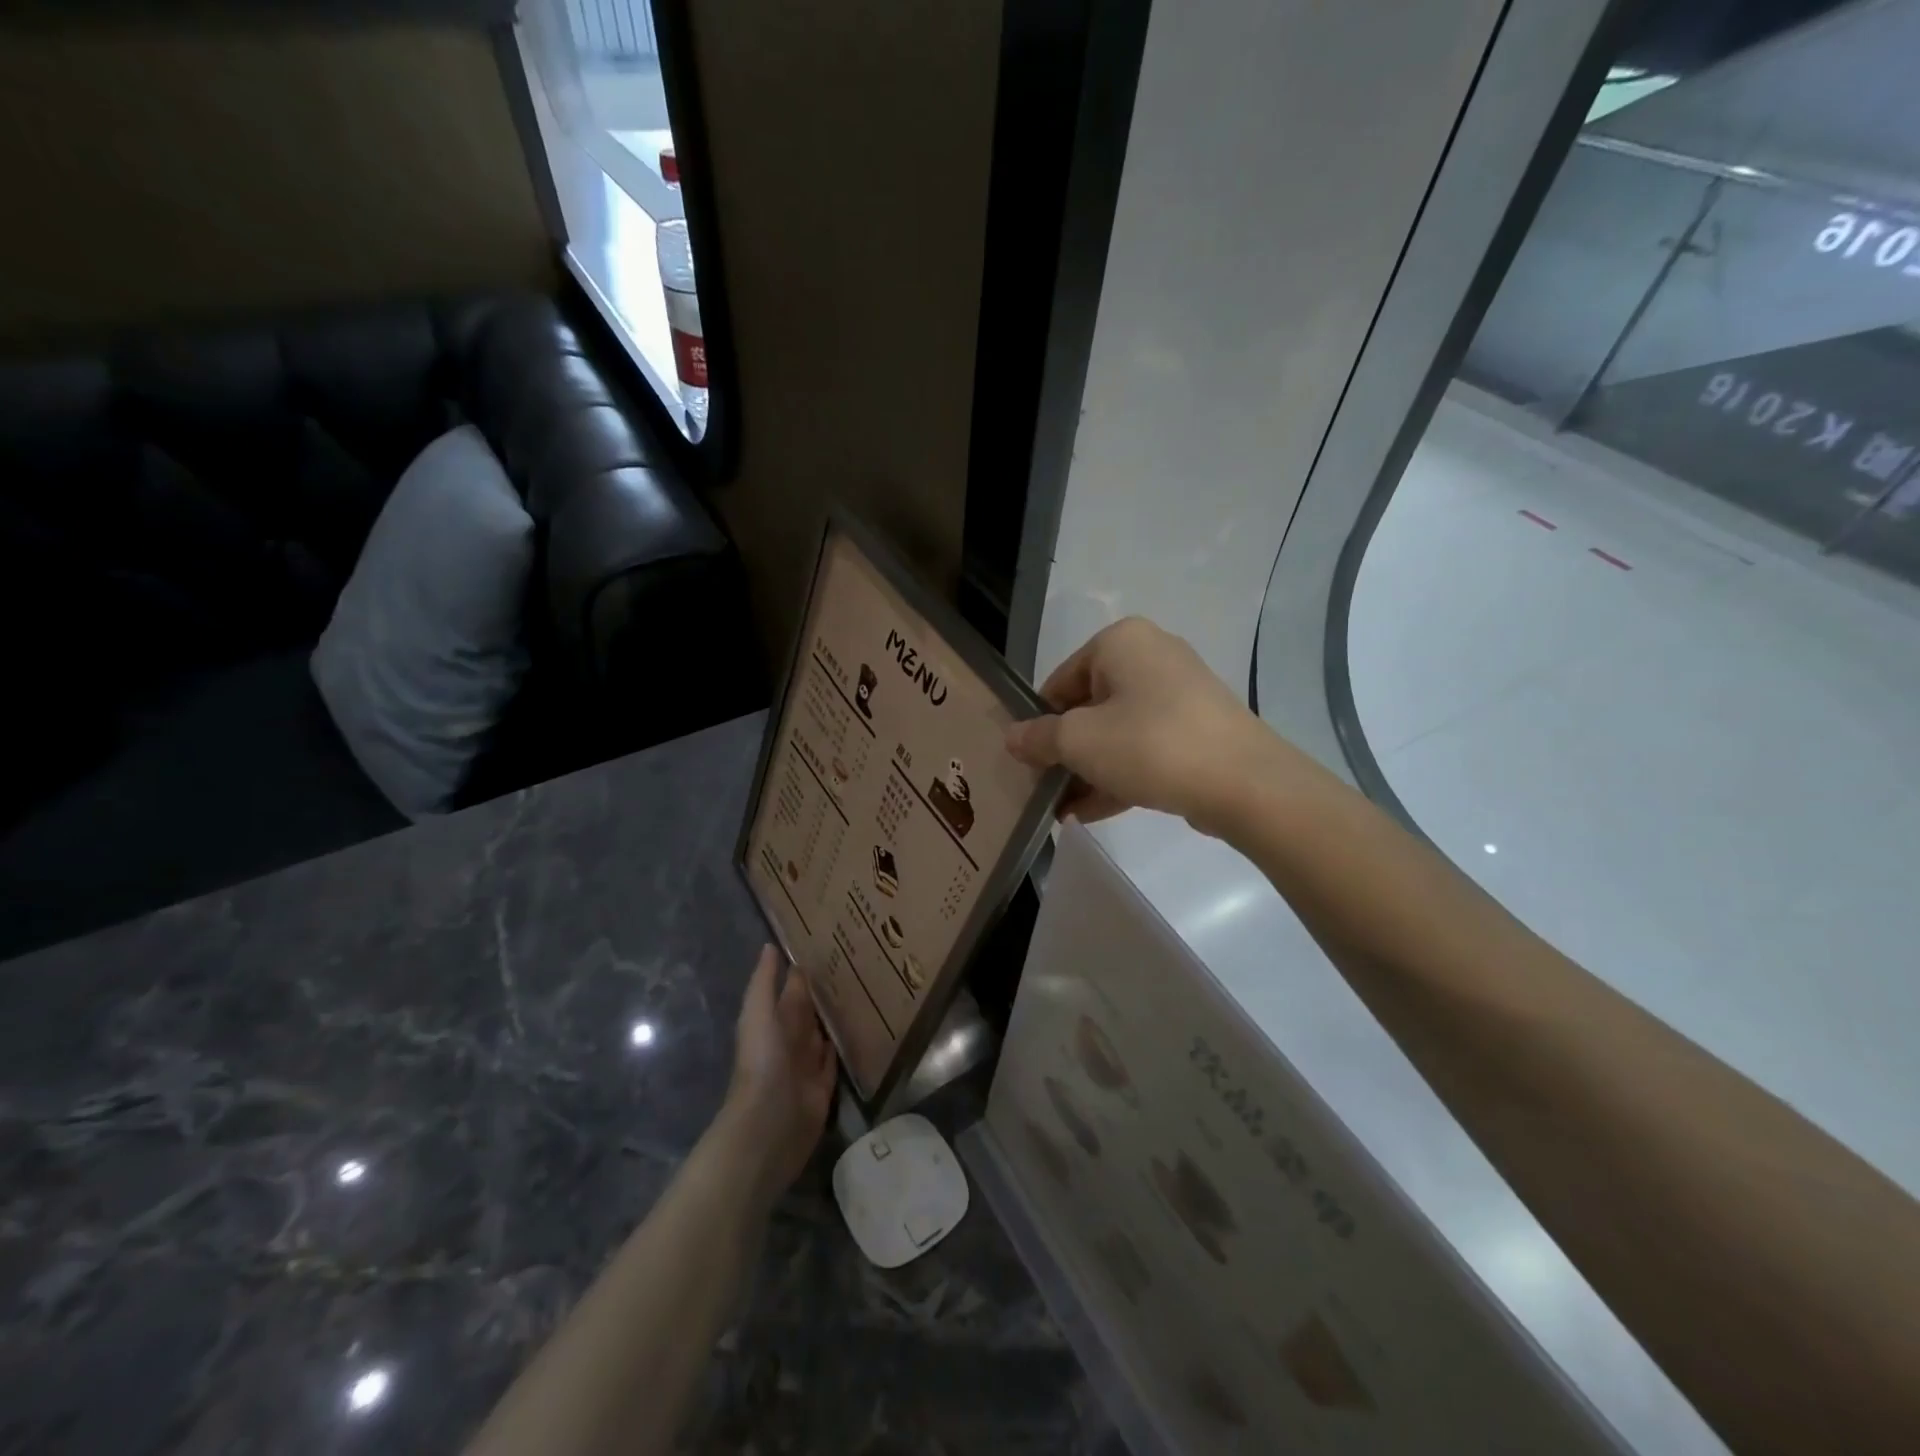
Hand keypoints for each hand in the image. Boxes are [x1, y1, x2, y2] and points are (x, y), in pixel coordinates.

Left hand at [723, 945, 837, 1195]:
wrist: (769, 1124)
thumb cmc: (762, 1062)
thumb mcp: (758, 1013)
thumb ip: (764, 982)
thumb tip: (770, 946)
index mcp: (775, 1020)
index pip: (792, 990)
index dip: (804, 970)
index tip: (830, 944)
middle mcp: (791, 1040)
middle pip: (810, 1012)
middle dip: (824, 992)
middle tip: (857, 965)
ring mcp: (808, 1066)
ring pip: (825, 1034)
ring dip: (837, 1018)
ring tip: (864, 993)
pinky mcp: (824, 1089)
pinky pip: (837, 1062)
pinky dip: (846, 1048)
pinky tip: (862, 1033)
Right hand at [1004, 617, 1284, 834]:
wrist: (1245, 783)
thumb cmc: (1150, 745)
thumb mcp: (1079, 742)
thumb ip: (1038, 738)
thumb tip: (1012, 737)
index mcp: (1121, 642)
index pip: (1059, 681)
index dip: (1038, 723)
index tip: (1026, 762)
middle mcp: (1151, 657)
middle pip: (1089, 707)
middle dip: (1064, 753)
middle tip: (1042, 788)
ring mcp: (1179, 695)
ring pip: (1117, 732)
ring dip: (1087, 771)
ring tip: (1060, 810)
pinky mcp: (1197, 730)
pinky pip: (1145, 749)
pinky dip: (1117, 776)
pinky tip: (1089, 813)